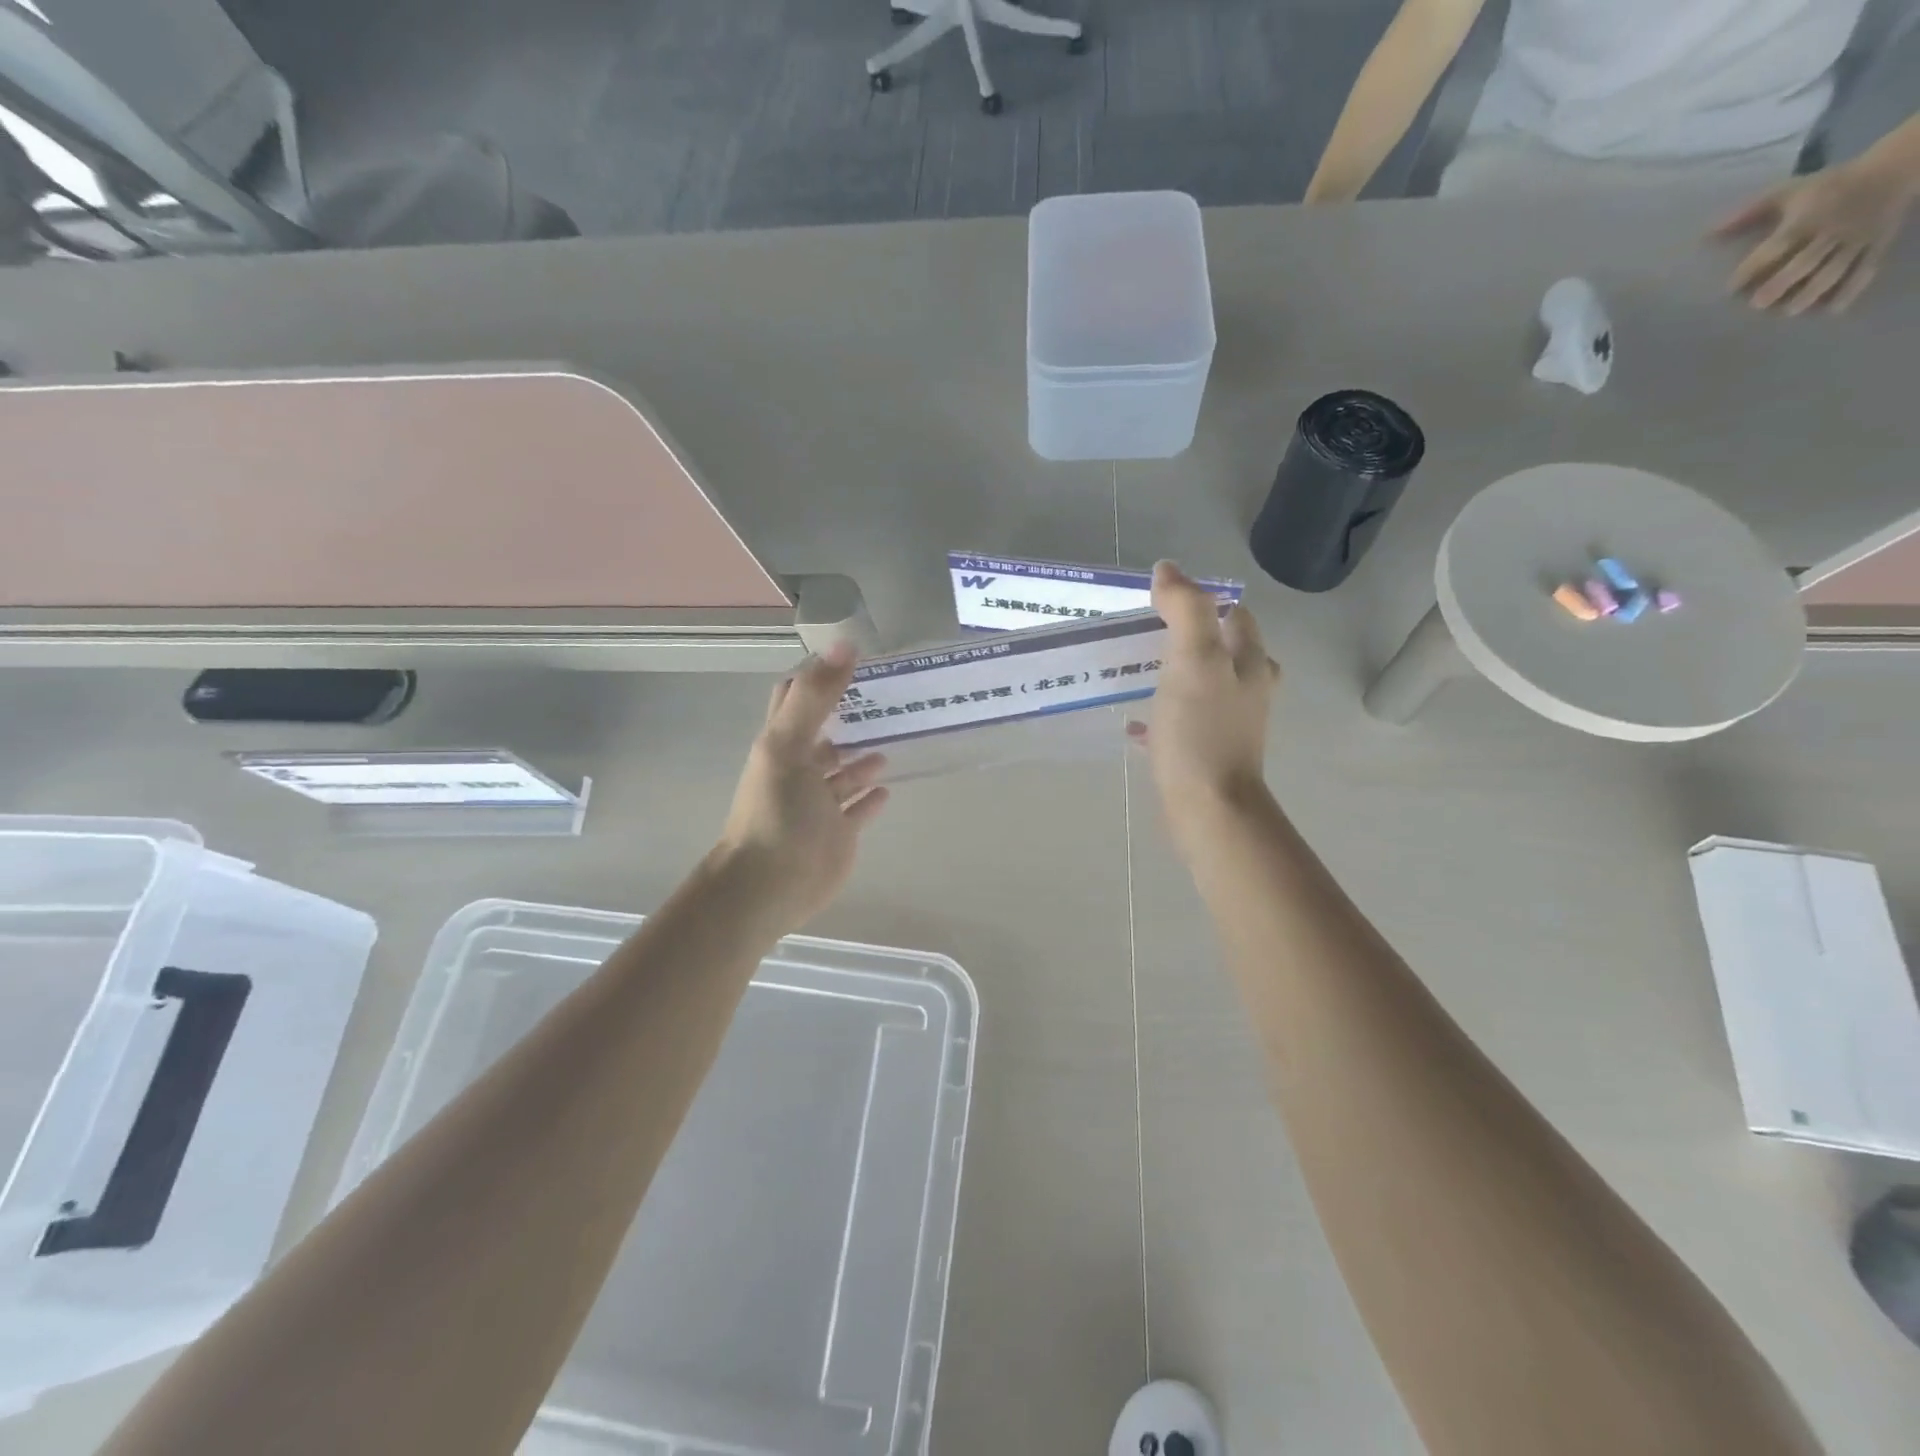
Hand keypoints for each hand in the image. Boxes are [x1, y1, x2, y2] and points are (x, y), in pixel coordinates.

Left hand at [712, 642, 887, 930]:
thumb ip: (815, 697)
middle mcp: (800, 769)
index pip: (797, 697)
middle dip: (852, 715)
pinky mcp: (838, 833)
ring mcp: (820, 803)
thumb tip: (845, 644)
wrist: (769, 885)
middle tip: (891, 696)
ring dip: (864, 756)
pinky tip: (889, 788)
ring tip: (896, 737)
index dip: (820, 676)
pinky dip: (871, 798)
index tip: (856, 659)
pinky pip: (857, 809)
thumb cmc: (776, 812)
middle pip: (826, 733)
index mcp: (783, 743)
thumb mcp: (789, 746)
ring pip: (844, 772)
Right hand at [1130, 562, 1279, 842]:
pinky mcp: (1206, 753)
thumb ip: (1184, 610)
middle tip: (1146, 633)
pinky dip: (1160, 716)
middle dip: (1188, 637)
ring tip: (1138, 670)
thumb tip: (1168, 569)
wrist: (1209, 808)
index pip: (1234, 615)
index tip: (1161, 602)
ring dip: (1175, 674)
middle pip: (1221, 650)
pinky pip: (1181, 724)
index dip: (1202, 601)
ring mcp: (1228, 724)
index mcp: (1249, 663)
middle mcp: (1246, 690)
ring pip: (1202, 686)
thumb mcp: (1192, 660)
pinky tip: (1132, 723)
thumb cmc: (1201, 732)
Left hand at [1713, 160, 1915, 313]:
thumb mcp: (1786, 193)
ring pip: (1836, 269)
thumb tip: (1705, 236)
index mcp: (1808, 218)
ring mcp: (1858, 239)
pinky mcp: (1878, 244)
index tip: (1731, 288)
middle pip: (1807, 260)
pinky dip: (1850, 291)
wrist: (1895, 167)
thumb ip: (1746, 215)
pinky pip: (1865, 270)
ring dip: (1812, 292)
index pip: (1779, 245)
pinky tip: (1830, 312)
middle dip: (1782, 283)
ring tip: (1789, 312)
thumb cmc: (1825, 186)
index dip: (1754, 267)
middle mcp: (1833, 230)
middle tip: (1757, 304)